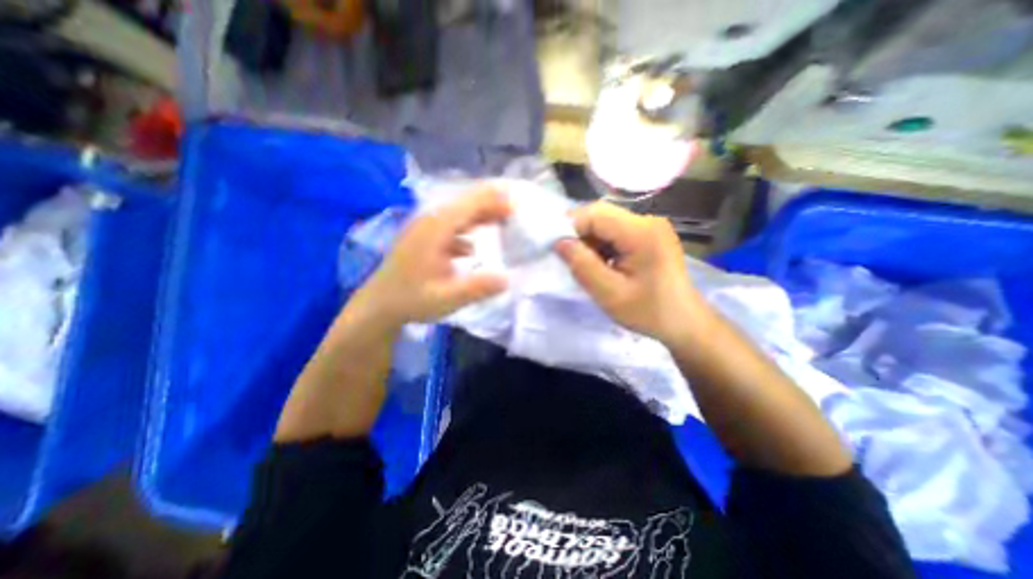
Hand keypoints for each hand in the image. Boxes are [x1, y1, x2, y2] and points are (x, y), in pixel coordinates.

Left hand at [347, 188, 510, 330]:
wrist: (378, 305)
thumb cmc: (411, 301)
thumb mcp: (447, 298)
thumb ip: (478, 288)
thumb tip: (507, 279)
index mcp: (435, 229)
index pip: (468, 205)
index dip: (493, 201)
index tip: (516, 205)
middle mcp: (429, 221)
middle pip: (464, 203)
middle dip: (490, 203)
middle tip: (515, 210)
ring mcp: (425, 229)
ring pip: (458, 213)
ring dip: (480, 215)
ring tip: (502, 220)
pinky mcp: (424, 238)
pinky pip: (451, 226)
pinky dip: (467, 229)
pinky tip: (474, 247)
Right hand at [558, 202, 710, 346]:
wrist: (684, 322)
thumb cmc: (649, 312)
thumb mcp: (610, 294)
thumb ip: (582, 265)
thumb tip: (559, 242)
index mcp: (642, 233)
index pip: (595, 213)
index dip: (571, 227)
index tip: (559, 251)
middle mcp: (648, 220)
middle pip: (601, 215)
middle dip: (580, 235)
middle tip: (573, 261)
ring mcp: (650, 226)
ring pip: (606, 223)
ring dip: (590, 241)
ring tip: (590, 266)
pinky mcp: (649, 234)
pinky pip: (615, 231)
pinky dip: (602, 245)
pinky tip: (603, 264)